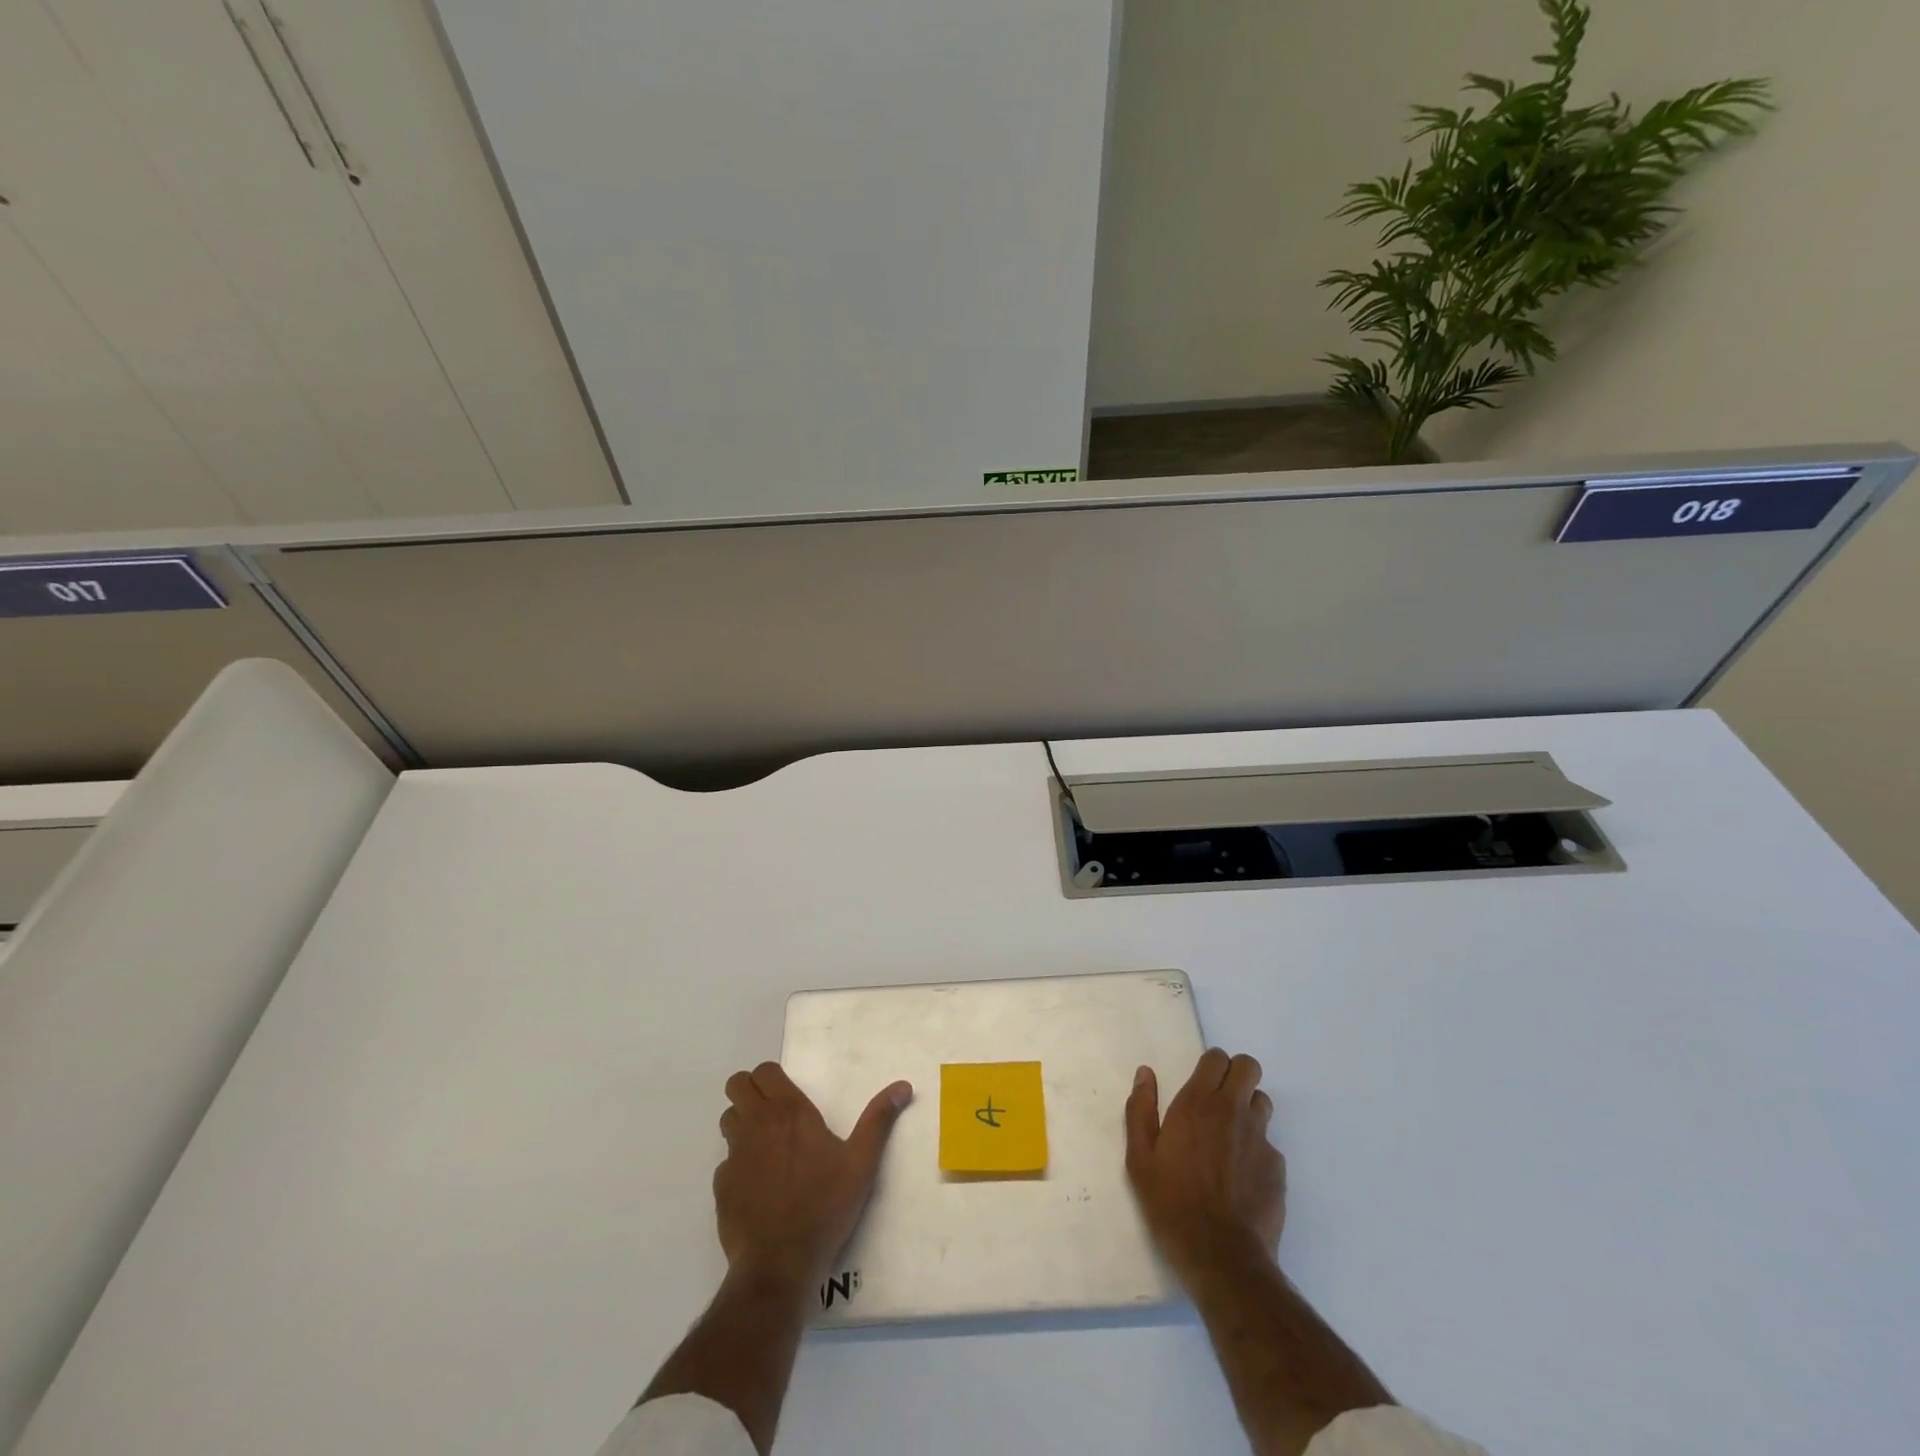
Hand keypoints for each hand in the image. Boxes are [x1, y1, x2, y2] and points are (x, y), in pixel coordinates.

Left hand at [716, 1062, 912, 1295]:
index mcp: (789, 1111)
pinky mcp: (721, 1186)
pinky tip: (757, 1187)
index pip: (764, 1071)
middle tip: (771, 1113)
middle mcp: (757, 1124)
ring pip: (728, 1119)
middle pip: (737, 1085)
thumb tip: (903, 1086)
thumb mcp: (861, 1162)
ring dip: (741, 1124)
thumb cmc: (824, 1206)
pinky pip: (725, 1162)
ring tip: (765, 1147)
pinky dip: (737, 1166)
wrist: (780, 1264)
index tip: (787, 1095)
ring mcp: (735, 1155)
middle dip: (749, 1091)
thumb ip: (879, 1119)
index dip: (772, 1077)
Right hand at [1125, 1048, 1285, 1280]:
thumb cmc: (1172, 1203)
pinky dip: (1256, 1149)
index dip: (1211, 1064)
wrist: (1221, 1256)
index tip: (1200, 1082)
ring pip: (1262, 1102)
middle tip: (1220, 1099)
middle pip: (1249, 1067)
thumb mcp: (1140, 1158)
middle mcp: (1233, 1111)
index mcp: (1197, 1103)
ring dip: (1248, 1109)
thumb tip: (1145, 1074)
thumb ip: (1141, 1109)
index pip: (1217, 1058)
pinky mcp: (1277, 1167)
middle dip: (1236, 1074)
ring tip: (1231, 1137)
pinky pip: (1269, 1143)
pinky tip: (1241, 1176)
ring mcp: (1260, 1138)